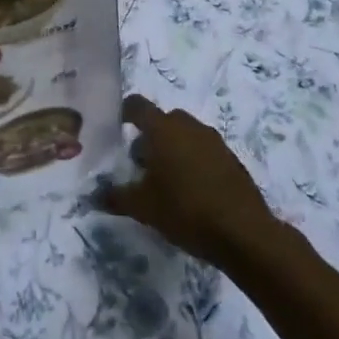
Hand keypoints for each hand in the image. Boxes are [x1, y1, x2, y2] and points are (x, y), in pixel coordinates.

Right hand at [99, 95, 276, 266]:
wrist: (244, 233)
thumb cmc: (185, 210)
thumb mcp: (143, 208)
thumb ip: (116, 197)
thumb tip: (95, 195)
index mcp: (163, 129)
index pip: (138, 106)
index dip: (124, 112)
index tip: (116, 127)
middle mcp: (189, 126)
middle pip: (163, 120)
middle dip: (150, 136)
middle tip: (140, 164)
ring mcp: (214, 141)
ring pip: (186, 134)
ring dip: (173, 148)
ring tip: (165, 180)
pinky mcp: (232, 159)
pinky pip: (204, 150)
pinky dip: (193, 161)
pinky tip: (191, 190)